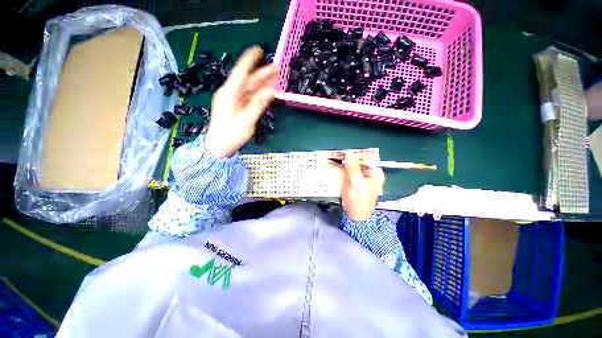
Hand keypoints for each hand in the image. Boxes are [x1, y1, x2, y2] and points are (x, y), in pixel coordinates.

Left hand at [205, 47, 278, 157]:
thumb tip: (271, 91)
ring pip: (250, 89)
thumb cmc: (231, 134)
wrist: (219, 147)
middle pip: (248, 80)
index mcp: (229, 94)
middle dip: (262, 73)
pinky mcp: (237, 107)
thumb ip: (258, 104)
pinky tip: (268, 91)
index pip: (240, 72)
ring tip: (276, 78)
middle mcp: (231, 94)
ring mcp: (234, 101)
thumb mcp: (246, 119)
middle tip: (277, 68)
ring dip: (263, 83)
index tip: (259, 50)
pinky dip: (260, 94)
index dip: (249, 60)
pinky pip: (250, 97)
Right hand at [340, 152, 384, 221]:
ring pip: (352, 165)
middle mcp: (369, 173)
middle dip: (348, 157)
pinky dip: (342, 168)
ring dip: (344, 162)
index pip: (367, 158)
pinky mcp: (353, 180)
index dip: (356, 154)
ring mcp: (361, 177)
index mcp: (375, 173)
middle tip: (337, 154)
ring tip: (334, 157)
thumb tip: (349, 153)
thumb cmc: (359, 200)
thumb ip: (353, 168)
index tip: (345, 151)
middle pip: (359, 161)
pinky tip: (335, 165)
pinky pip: (348, 171)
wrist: (354, 216)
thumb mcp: (356, 183)